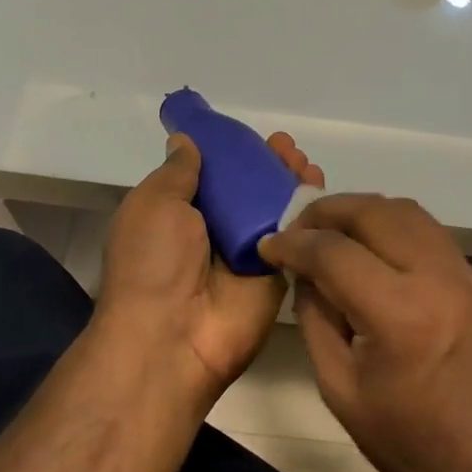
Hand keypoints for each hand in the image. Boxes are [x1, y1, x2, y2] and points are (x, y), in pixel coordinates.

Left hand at [96, 131, 324, 402]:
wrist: (172, 336)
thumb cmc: (153, 261)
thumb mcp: (154, 203)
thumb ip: (178, 171)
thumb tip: (185, 140)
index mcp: (181, 214)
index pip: (214, 175)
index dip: (235, 153)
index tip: (253, 136)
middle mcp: (216, 231)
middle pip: (250, 189)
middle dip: (269, 164)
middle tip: (287, 147)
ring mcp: (249, 252)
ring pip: (277, 208)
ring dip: (292, 181)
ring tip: (303, 161)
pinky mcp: (278, 272)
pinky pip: (296, 236)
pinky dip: (310, 211)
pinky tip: (318, 185)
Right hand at [258, 195, 471, 471]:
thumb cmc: (412, 443)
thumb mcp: (342, 391)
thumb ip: (316, 320)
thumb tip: (303, 273)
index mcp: (399, 314)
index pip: (334, 252)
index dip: (293, 243)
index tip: (267, 245)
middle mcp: (434, 276)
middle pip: (372, 212)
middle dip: (325, 212)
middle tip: (295, 229)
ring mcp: (461, 270)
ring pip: (403, 209)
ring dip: (359, 211)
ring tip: (328, 231)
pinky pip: (424, 227)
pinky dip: (388, 222)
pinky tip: (368, 244)